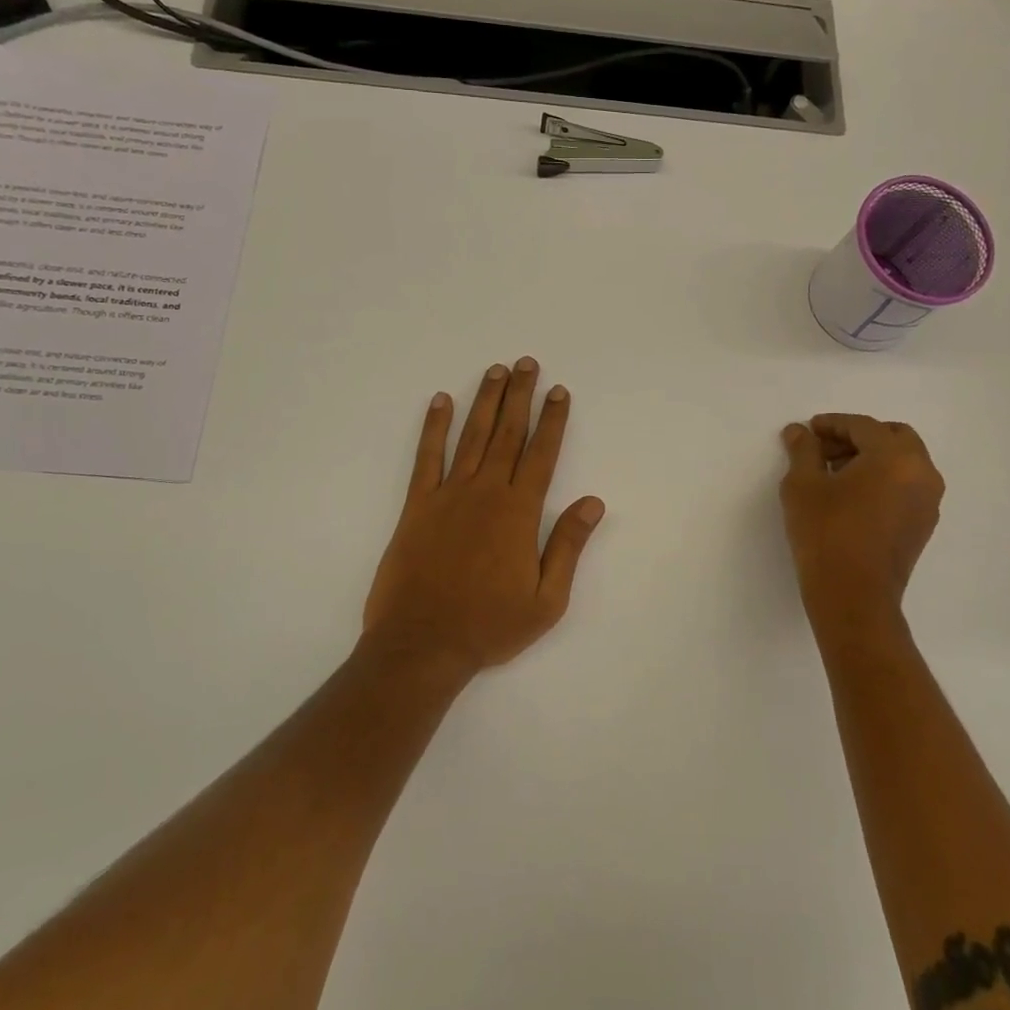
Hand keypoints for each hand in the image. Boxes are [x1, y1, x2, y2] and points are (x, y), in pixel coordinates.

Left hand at [361, 359, 605, 683]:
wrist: (422, 645)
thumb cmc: (490, 626)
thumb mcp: (546, 600)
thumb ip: (568, 546)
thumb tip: (593, 502)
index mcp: (518, 513)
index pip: (542, 454)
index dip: (553, 420)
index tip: (559, 391)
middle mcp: (485, 493)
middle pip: (508, 434)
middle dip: (520, 396)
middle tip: (527, 363)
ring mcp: (448, 496)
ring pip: (471, 436)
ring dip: (485, 401)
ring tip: (495, 371)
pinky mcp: (416, 506)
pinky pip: (426, 457)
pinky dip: (434, 427)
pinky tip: (440, 402)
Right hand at [779, 414, 943, 623]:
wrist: (853, 597)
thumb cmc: (825, 534)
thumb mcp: (803, 486)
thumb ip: (803, 451)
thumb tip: (799, 432)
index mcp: (895, 456)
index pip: (863, 426)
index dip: (832, 424)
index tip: (809, 430)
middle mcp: (922, 472)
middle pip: (892, 437)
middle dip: (857, 438)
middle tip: (824, 450)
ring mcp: (928, 501)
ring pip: (903, 462)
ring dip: (872, 458)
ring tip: (834, 474)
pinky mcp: (923, 524)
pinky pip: (906, 485)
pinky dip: (883, 479)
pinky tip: (852, 496)